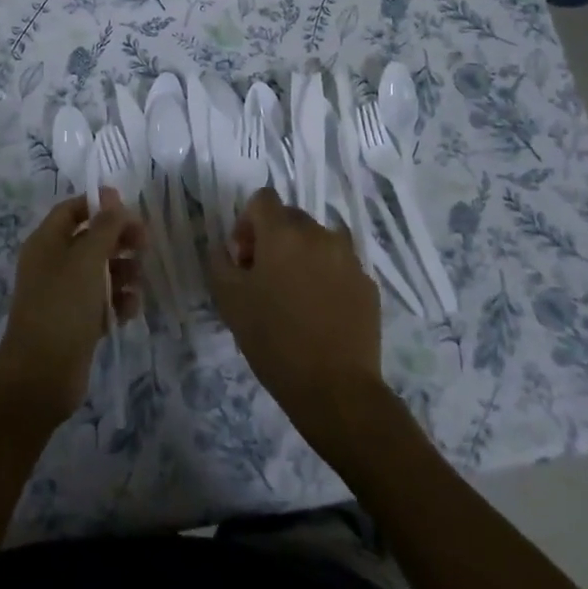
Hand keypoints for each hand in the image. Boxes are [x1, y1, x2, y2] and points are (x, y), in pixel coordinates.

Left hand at [0, 189, 143, 429]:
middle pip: (90, 239)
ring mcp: (64, 294)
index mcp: (47, 242)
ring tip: (137, 282)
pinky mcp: (77, 322)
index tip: (130, 210)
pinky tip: (130, 310)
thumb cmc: (63, 306)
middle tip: (145, 245)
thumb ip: (104, 226)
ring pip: (100, 271)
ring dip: (123, 272)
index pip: (72, 210)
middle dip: (118, 240)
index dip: (100, 205)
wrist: (41, 375)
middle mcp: (53, 264)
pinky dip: (118, 302)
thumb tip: (112, 195)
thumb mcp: (87, 259)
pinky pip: (102, 302)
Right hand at [209, 188, 385, 444]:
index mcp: (283, 233)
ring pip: (318, 241)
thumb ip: (220, 261)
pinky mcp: (368, 283)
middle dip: (274, 239)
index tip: (244, 258)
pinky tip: (320, 312)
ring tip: (295, 295)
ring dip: (302, 255)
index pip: (263, 199)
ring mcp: (349, 258)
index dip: (247, 222)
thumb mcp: (229, 301)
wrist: (335, 389)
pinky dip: (326, 277)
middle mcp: (319, 234)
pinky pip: (340, 266)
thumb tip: (227, 248)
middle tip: (265, 278)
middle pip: (291, 218)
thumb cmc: (274, 341)